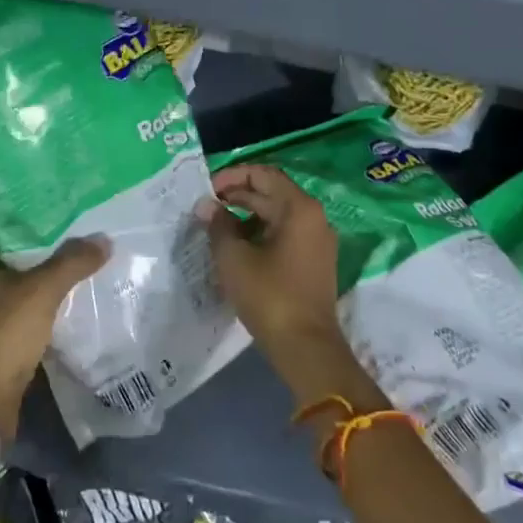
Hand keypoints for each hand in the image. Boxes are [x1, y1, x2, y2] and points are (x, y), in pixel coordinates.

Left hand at [0, 218, 106, 442]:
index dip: (11, 198)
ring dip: (42, 260)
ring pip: (16, 271)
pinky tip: (72, 282)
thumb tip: (103, 239)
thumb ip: (72, 262)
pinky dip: (43, 290)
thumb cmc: (1, 336)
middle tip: (71, 210)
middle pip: (5, 242)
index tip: (43, 186)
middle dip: (36, 228)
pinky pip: (23, 298)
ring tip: (78, 241)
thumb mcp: (41, 292)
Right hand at [199, 166, 379, 410]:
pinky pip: (284, 234)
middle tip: (205, 207)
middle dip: (237, 196)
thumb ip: (218, 225)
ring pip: (277, 215)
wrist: (306, 348)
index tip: (207, 189)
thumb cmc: (269, 295)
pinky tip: (236, 247)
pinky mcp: (313, 262)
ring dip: (246, 215)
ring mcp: (316, 241)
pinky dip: (259, 233)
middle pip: (271, 193)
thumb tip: (207, 206)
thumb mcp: (234, 258)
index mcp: (299, 208)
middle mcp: (313, 217)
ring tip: (215, 227)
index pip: (263, 174)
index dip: (232, 176)